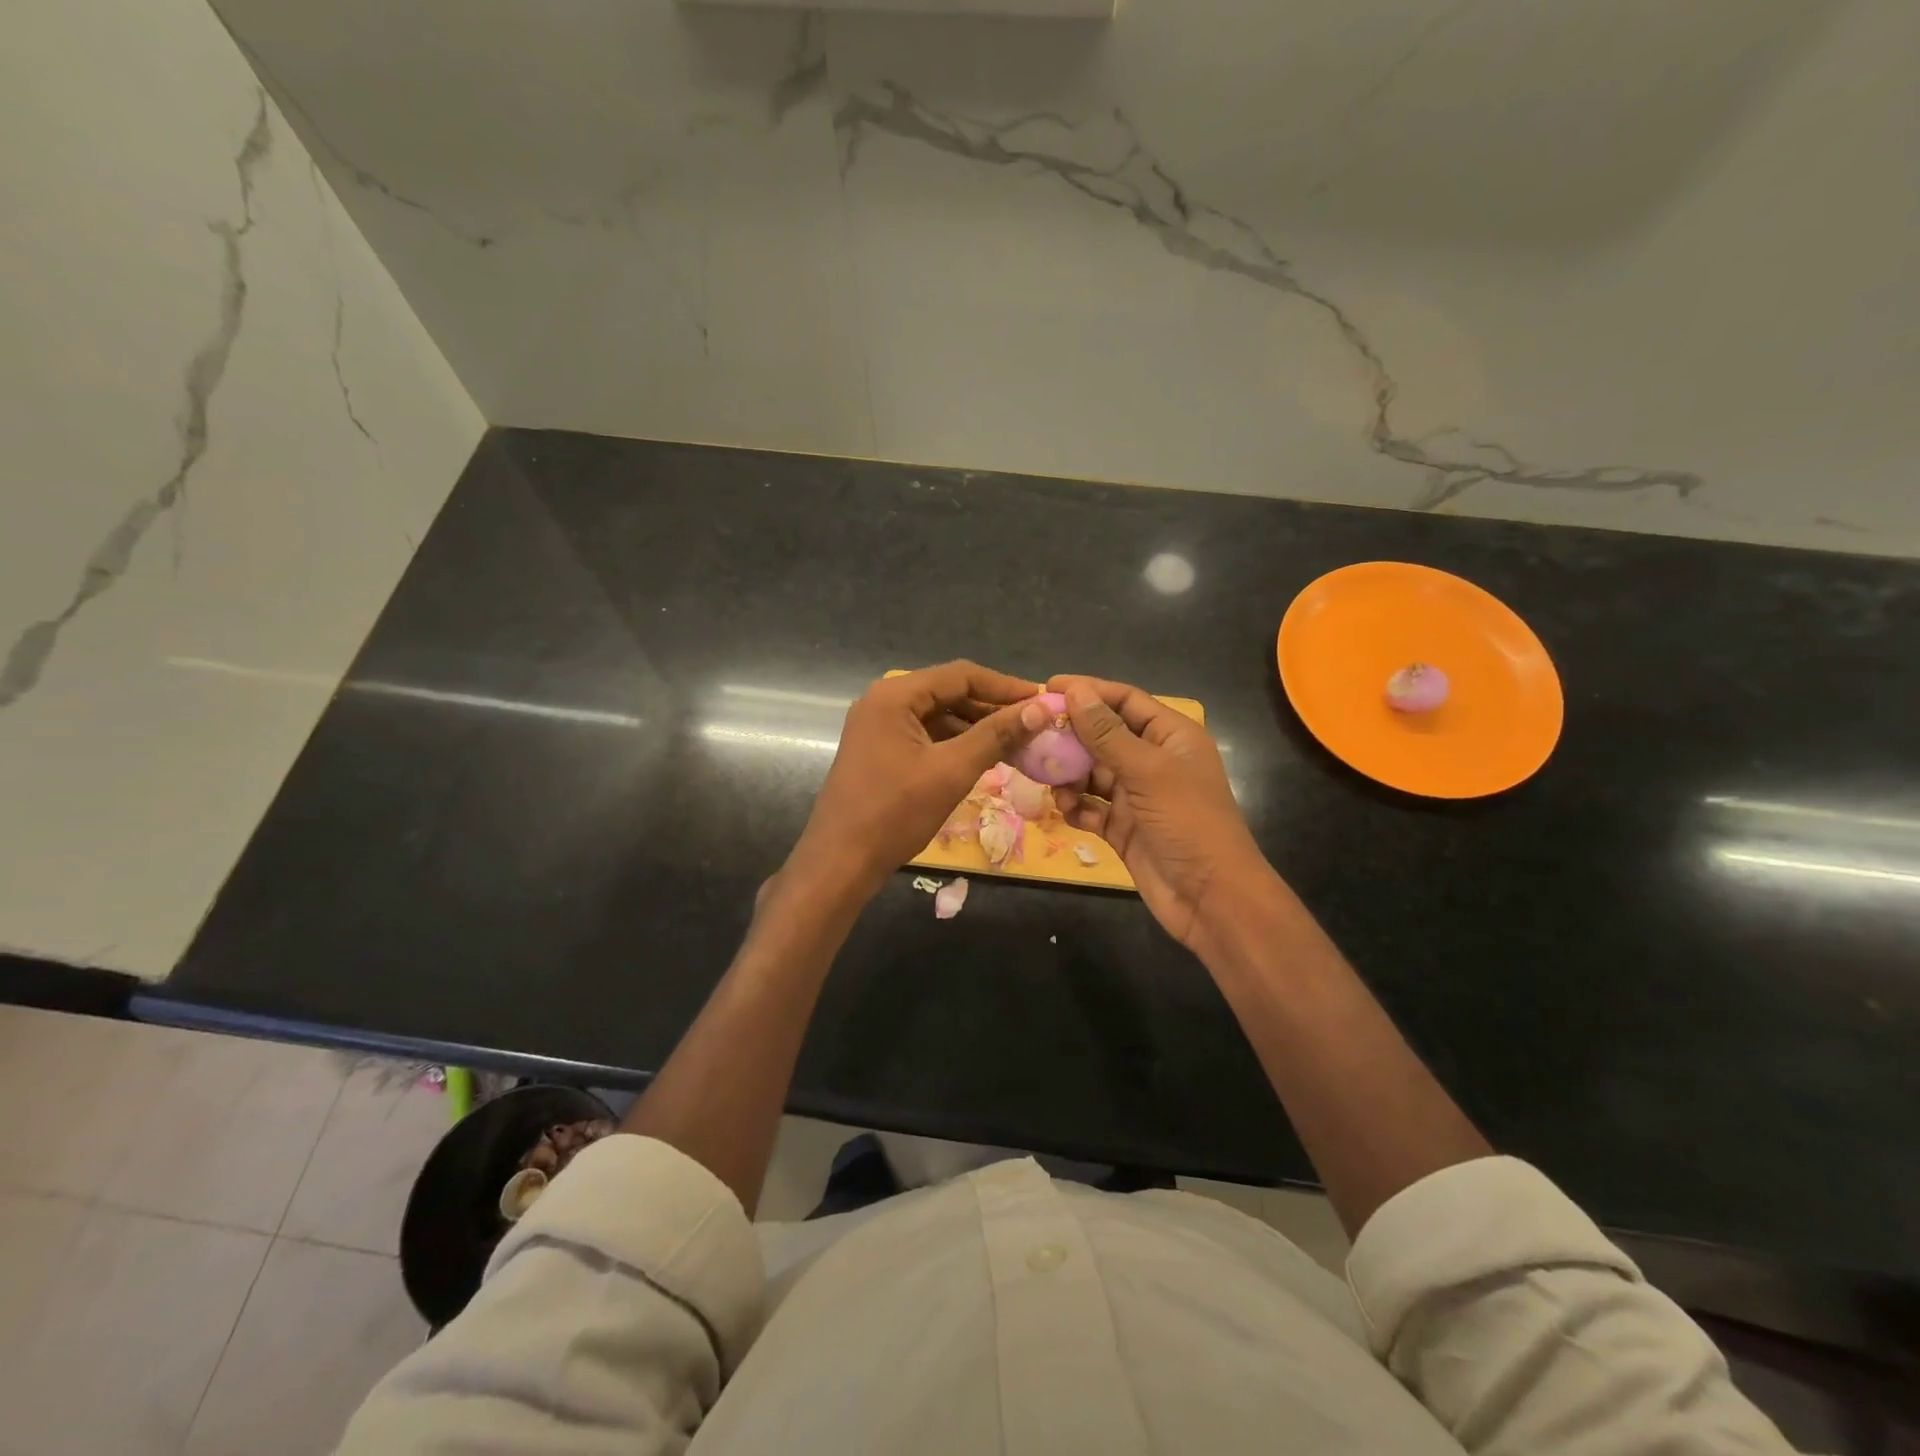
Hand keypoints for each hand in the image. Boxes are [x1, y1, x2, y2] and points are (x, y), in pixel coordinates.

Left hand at [785, 661, 1045, 902]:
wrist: (840, 862)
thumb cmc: (895, 813)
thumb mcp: (951, 771)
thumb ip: (995, 735)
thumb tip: (1039, 709)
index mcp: (895, 696)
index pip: (960, 675)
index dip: (1005, 686)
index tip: (1042, 700)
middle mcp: (883, 701)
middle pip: (948, 692)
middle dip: (991, 708)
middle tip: (1033, 725)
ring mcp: (878, 727)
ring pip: (938, 715)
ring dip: (975, 727)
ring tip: (1016, 744)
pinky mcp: (879, 750)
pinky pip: (925, 736)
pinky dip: (955, 743)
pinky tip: (983, 758)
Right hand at [1050, 675, 1275, 951]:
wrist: (1210, 898)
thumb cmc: (1187, 822)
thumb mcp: (1147, 771)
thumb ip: (1106, 732)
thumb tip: (1075, 691)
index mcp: (1170, 737)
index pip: (1125, 701)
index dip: (1088, 691)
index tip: (1047, 688)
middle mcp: (1153, 761)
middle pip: (1103, 736)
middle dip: (1070, 736)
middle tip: (1033, 736)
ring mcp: (1137, 796)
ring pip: (1092, 773)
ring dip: (1069, 775)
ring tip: (1048, 780)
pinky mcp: (1123, 828)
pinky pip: (1091, 808)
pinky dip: (1076, 807)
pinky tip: (1065, 811)